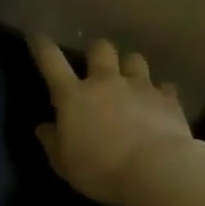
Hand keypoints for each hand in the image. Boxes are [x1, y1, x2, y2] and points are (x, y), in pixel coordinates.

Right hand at [29, 35, 193, 205]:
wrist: (155, 170)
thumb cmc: (100, 169)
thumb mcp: (64, 163)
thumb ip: (52, 142)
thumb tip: (44, 127)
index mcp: (73, 96)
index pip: (51, 62)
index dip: (41, 46)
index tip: (36, 35)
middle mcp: (106, 82)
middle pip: (100, 49)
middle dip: (96, 52)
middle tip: (96, 65)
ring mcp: (139, 87)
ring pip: (134, 59)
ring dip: (128, 66)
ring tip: (129, 80)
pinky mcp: (167, 98)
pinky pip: (163, 86)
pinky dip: (158, 91)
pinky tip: (157, 103)